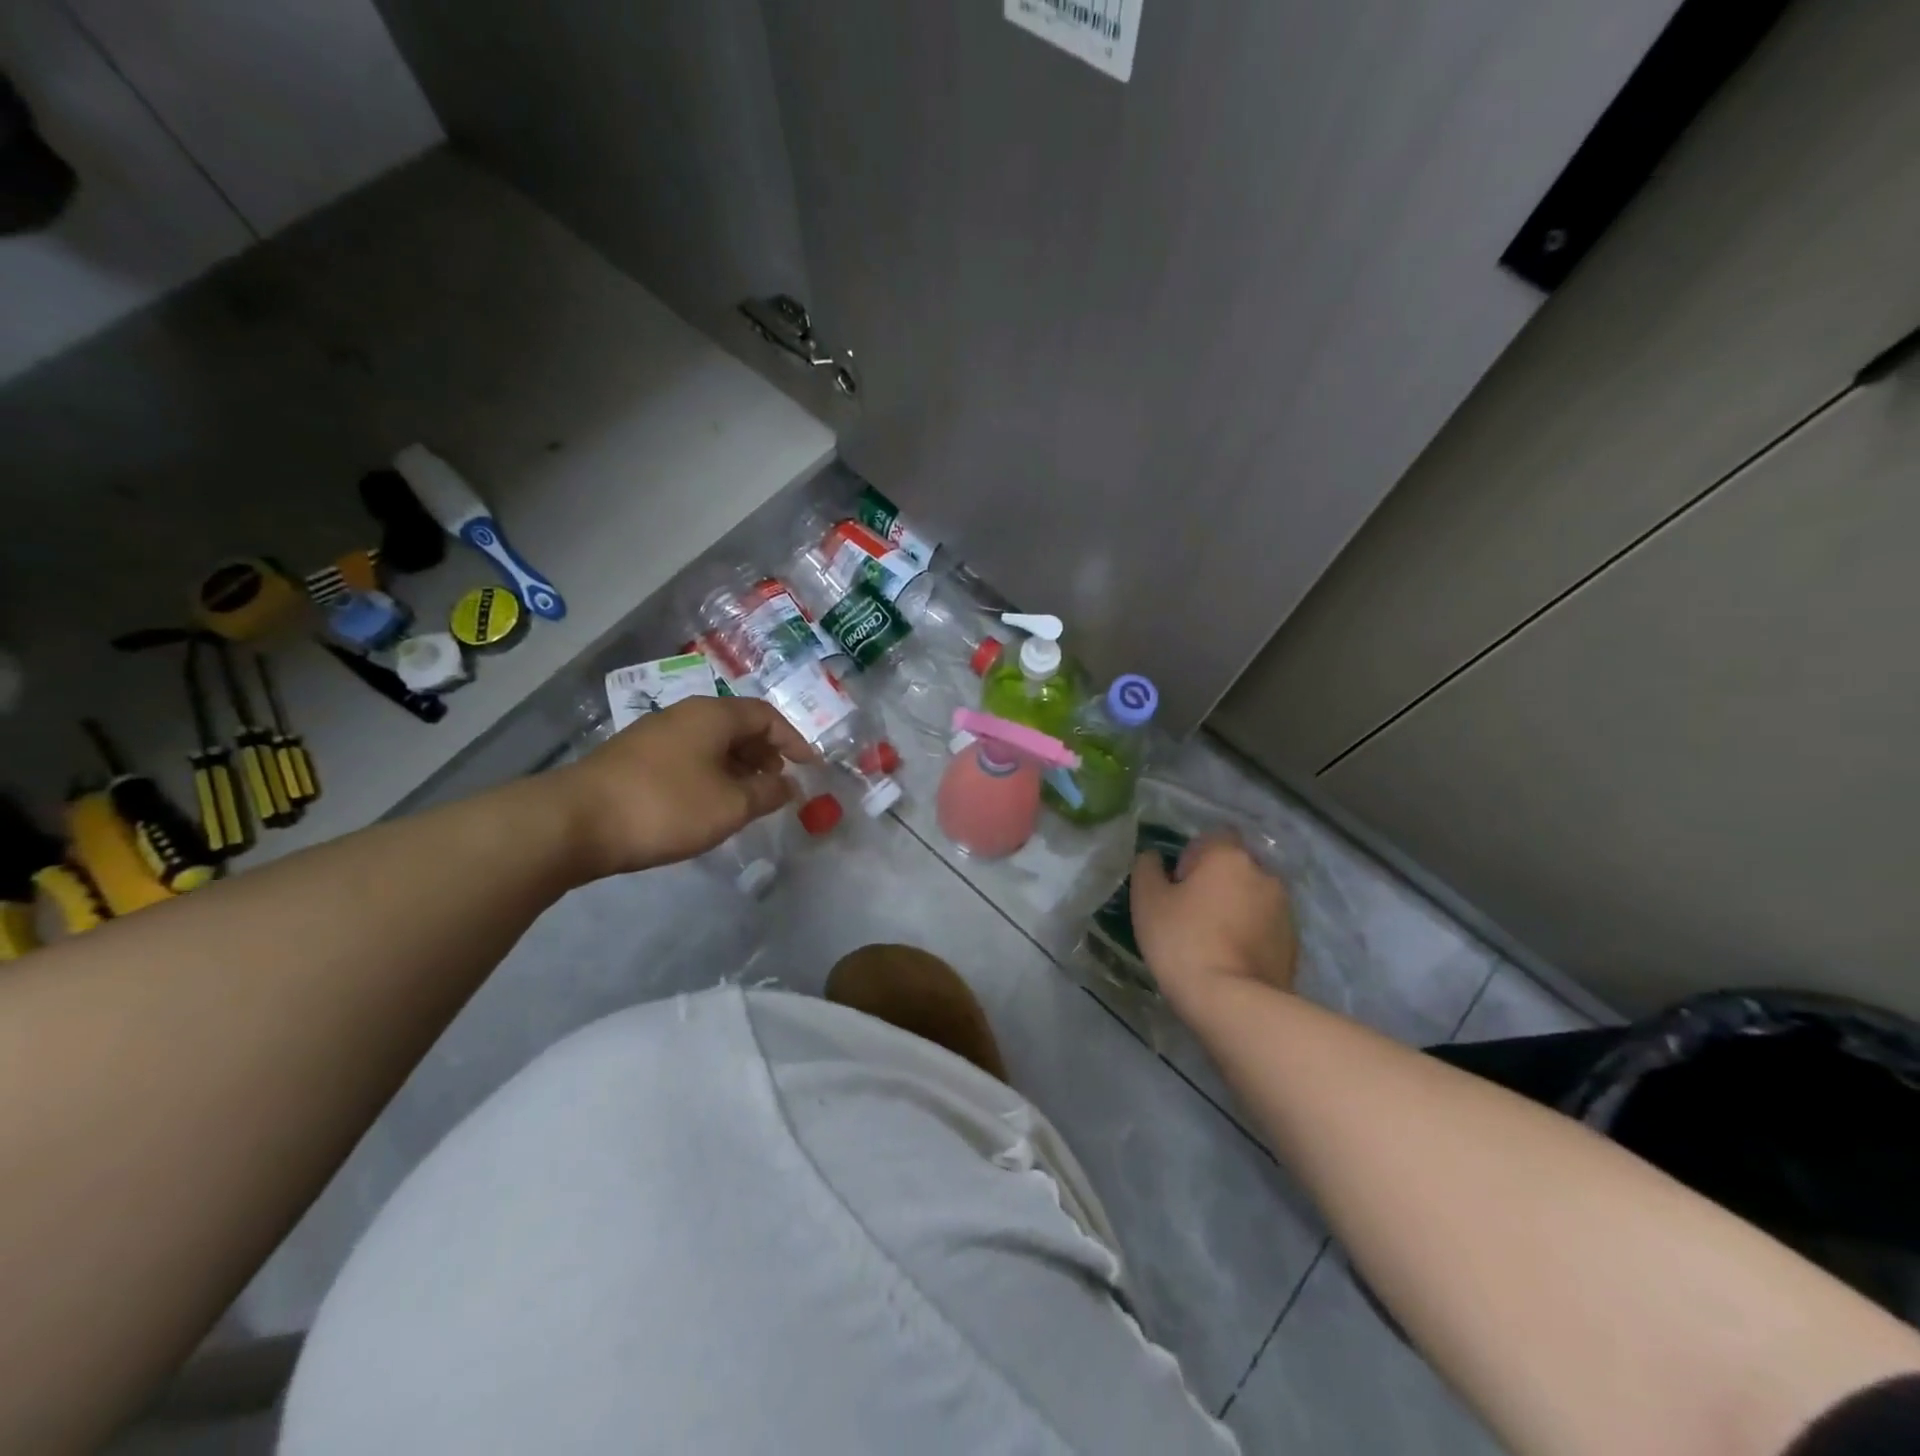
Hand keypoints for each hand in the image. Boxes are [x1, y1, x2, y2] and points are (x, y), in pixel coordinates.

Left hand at [556, 696, 816, 875]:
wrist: (575, 822)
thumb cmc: (666, 806)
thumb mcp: (730, 805)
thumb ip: (767, 793)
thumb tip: (788, 785)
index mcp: (712, 715)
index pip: (766, 716)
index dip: (793, 740)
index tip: (811, 767)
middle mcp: (685, 715)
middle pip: (738, 726)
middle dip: (766, 753)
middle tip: (780, 784)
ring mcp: (655, 735)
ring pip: (711, 743)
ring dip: (738, 767)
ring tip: (749, 798)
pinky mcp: (635, 759)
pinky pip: (689, 758)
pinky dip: (712, 774)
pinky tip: (710, 803)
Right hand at [1129, 834, 1297, 1015]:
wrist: (1233, 1003)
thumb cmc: (1183, 941)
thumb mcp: (1147, 901)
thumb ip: (1148, 869)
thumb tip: (1155, 858)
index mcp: (1228, 856)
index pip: (1213, 837)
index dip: (1193, 856)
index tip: (1178, 884)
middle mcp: (1263, 873)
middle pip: (1235, 867)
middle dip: (1217, 882)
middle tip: (1191, 912)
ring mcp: (1284, 909)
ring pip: (1252, 896)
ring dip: (1236, 908)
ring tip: (1213, 940)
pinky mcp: (1293, 942)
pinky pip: (1265, 926)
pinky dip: (1251, 934)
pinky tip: (1231, 959)